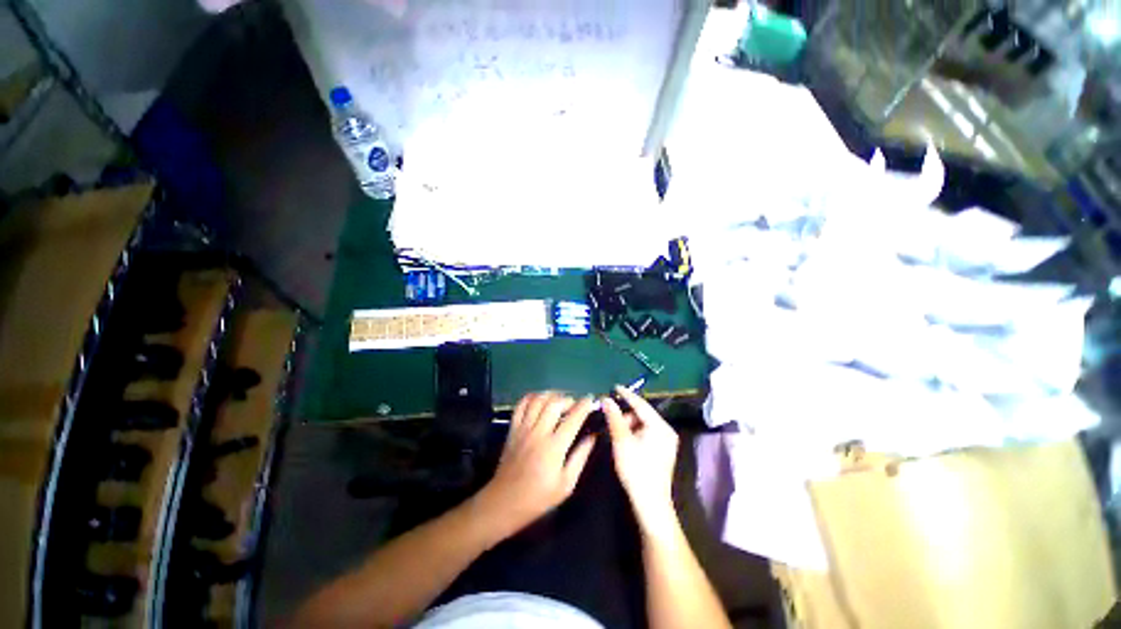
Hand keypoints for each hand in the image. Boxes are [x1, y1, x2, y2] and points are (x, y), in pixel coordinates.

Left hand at [475, 392, 596, 536]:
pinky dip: (532, 397)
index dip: (584, 406)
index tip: (591, 400)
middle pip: (555, 403)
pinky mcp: (513, 428)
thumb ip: (580, 457)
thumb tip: (592, 437)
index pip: (573, 418)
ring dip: (551, 395)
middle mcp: (539, 432)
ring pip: (538, 400)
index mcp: (554, 447)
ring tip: (559, 400)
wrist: (505, 502)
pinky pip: (521, 405)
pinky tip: (540, 400)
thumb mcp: (566, 484)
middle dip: (568, 399)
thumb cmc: (539, 497)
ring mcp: (524, 428)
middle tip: (575, 404)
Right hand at [602, 386, 679, 531]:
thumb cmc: (636, 470)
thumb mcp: (621, 441)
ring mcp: (667, 442)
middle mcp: (667, 431)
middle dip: (626, 414)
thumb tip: (606, 399)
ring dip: (630, 424)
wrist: (651, 503)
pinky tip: (625, 440)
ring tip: (616, 432)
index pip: (641, 404)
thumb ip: (614, 417)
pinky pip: (648, 433)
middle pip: (643, 414)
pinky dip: (635, 433)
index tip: (614, 386)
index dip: (626, 395)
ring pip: (644, 424)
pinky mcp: (664, 451)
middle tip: (610, 417)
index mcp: (660, 426)